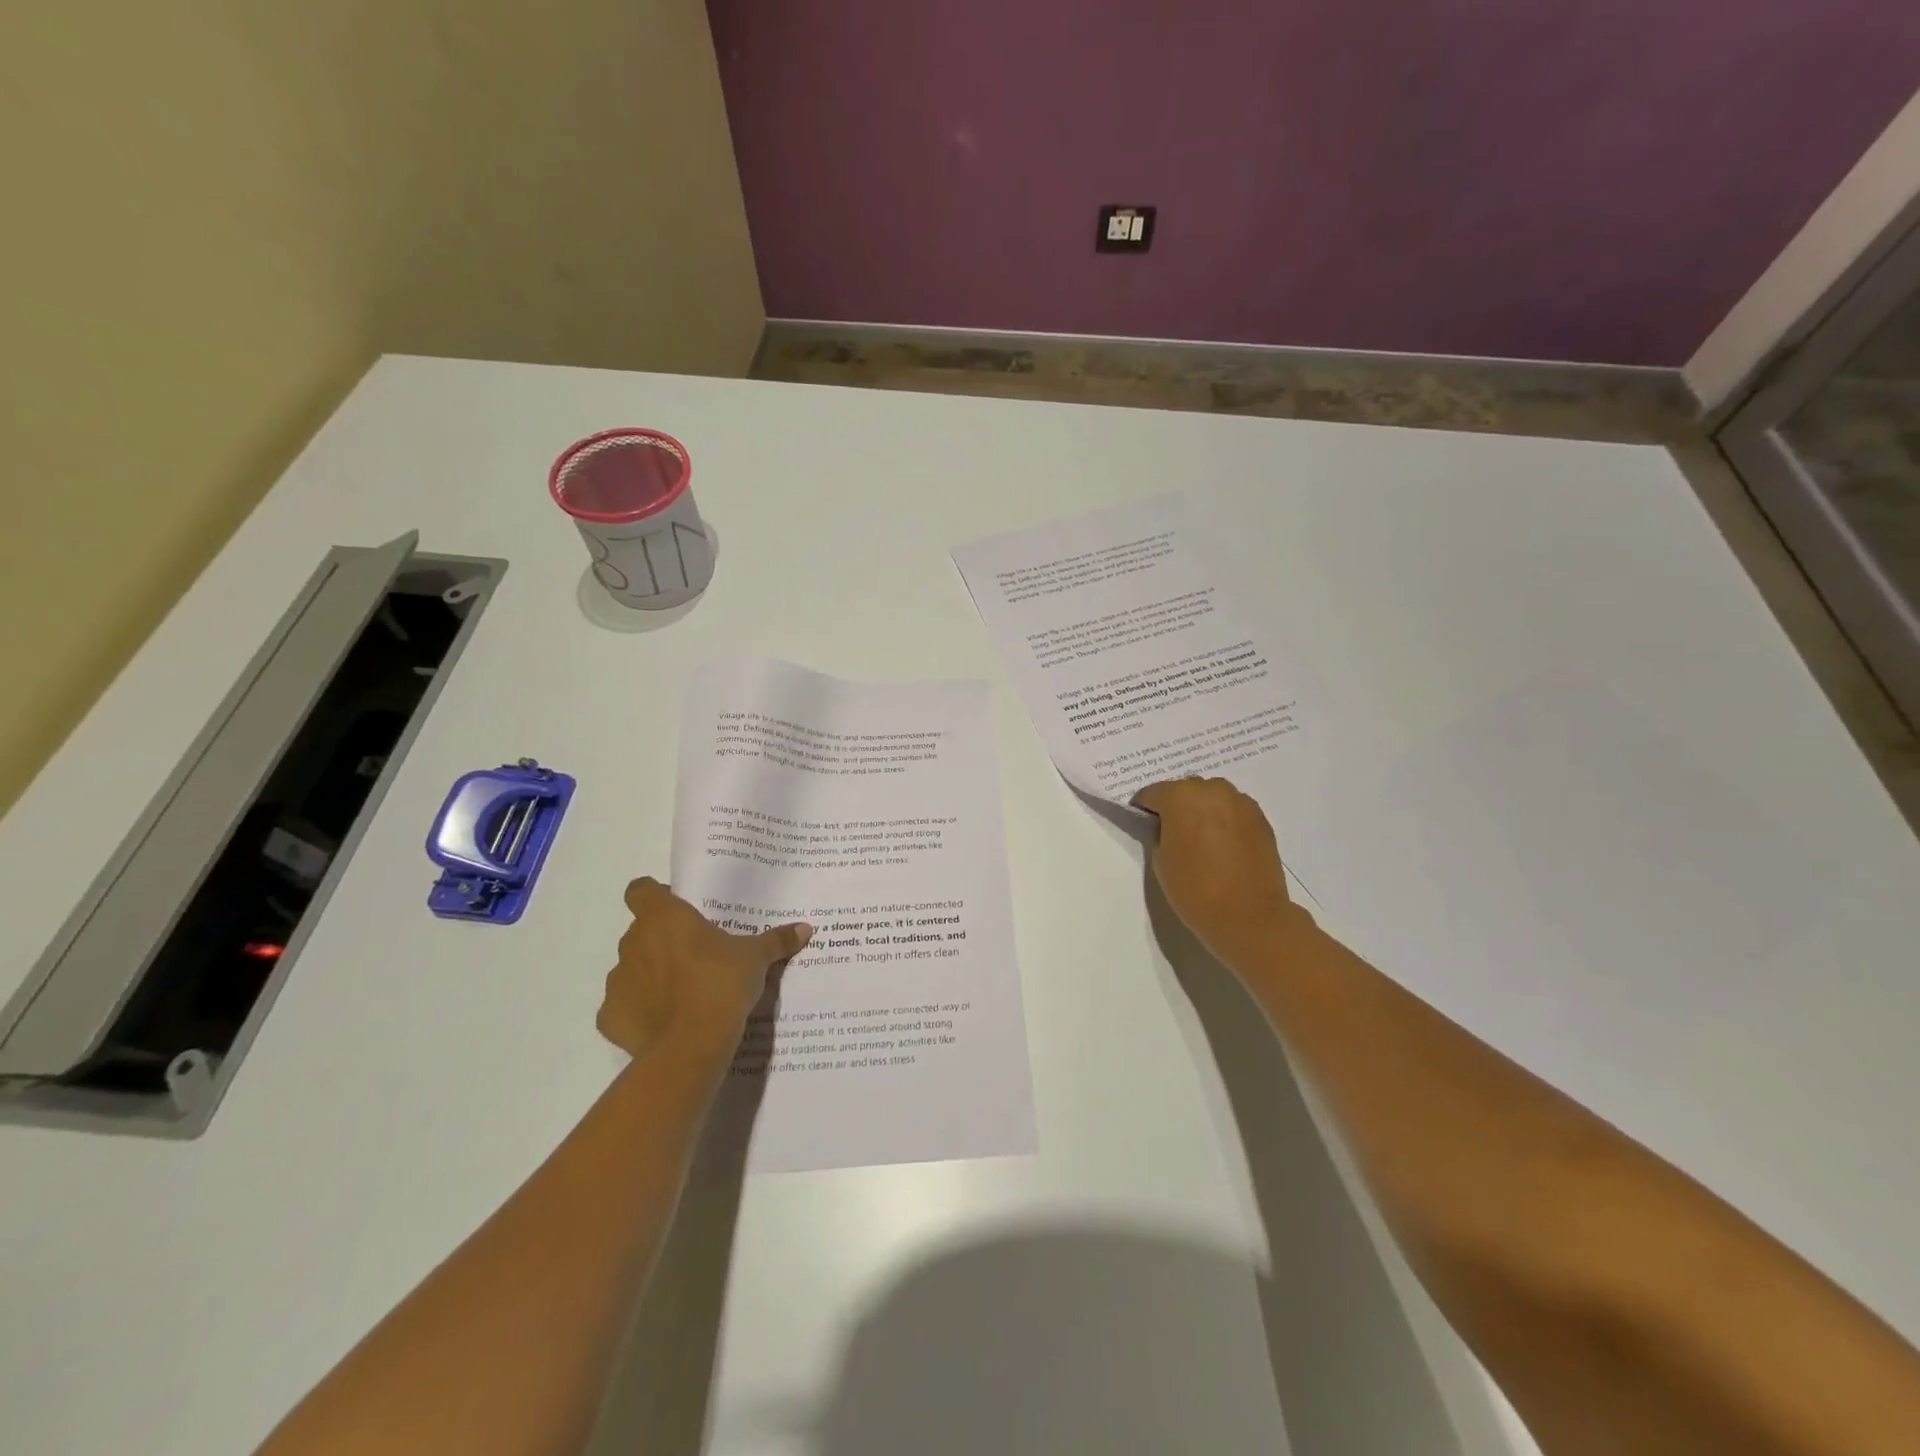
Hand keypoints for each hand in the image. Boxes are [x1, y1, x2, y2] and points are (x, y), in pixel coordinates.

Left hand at [597, 878, 811, 1060]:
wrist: (690, 1045)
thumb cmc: (721, 983)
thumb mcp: (756, 958)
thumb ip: (776, 940)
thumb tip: (805, 928)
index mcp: (663, 917)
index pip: (641, 889)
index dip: (655, 896)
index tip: (678, 909)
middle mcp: (633, 942)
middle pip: (640, 930)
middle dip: (661, 939)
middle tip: (694, 954)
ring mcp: (617, 980)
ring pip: (631, 968)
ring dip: (649, 974)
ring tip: (681, 992)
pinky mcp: (610, 1017)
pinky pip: (622, 1007)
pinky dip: (638, 1011)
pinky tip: (664, 1022)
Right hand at [1133, 776, 1310, 973]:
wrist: (1249, 916)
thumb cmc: (1194, 888)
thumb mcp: (1160, 859)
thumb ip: (1160, 833)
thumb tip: (1168, 826)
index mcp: (1180, 796)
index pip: (1152, 793)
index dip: (1144, 809)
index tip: (1143, 824)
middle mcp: (1212, 790)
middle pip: (1185, 790)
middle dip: (1176, 806)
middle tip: (1173, 833)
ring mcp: (1240, 802)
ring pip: (1212, 798)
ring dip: (1203, 811)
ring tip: (1202, 839)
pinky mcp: (1261, 818)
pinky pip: (1233, 811)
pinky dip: (1225, 821)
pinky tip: (1224, 846)